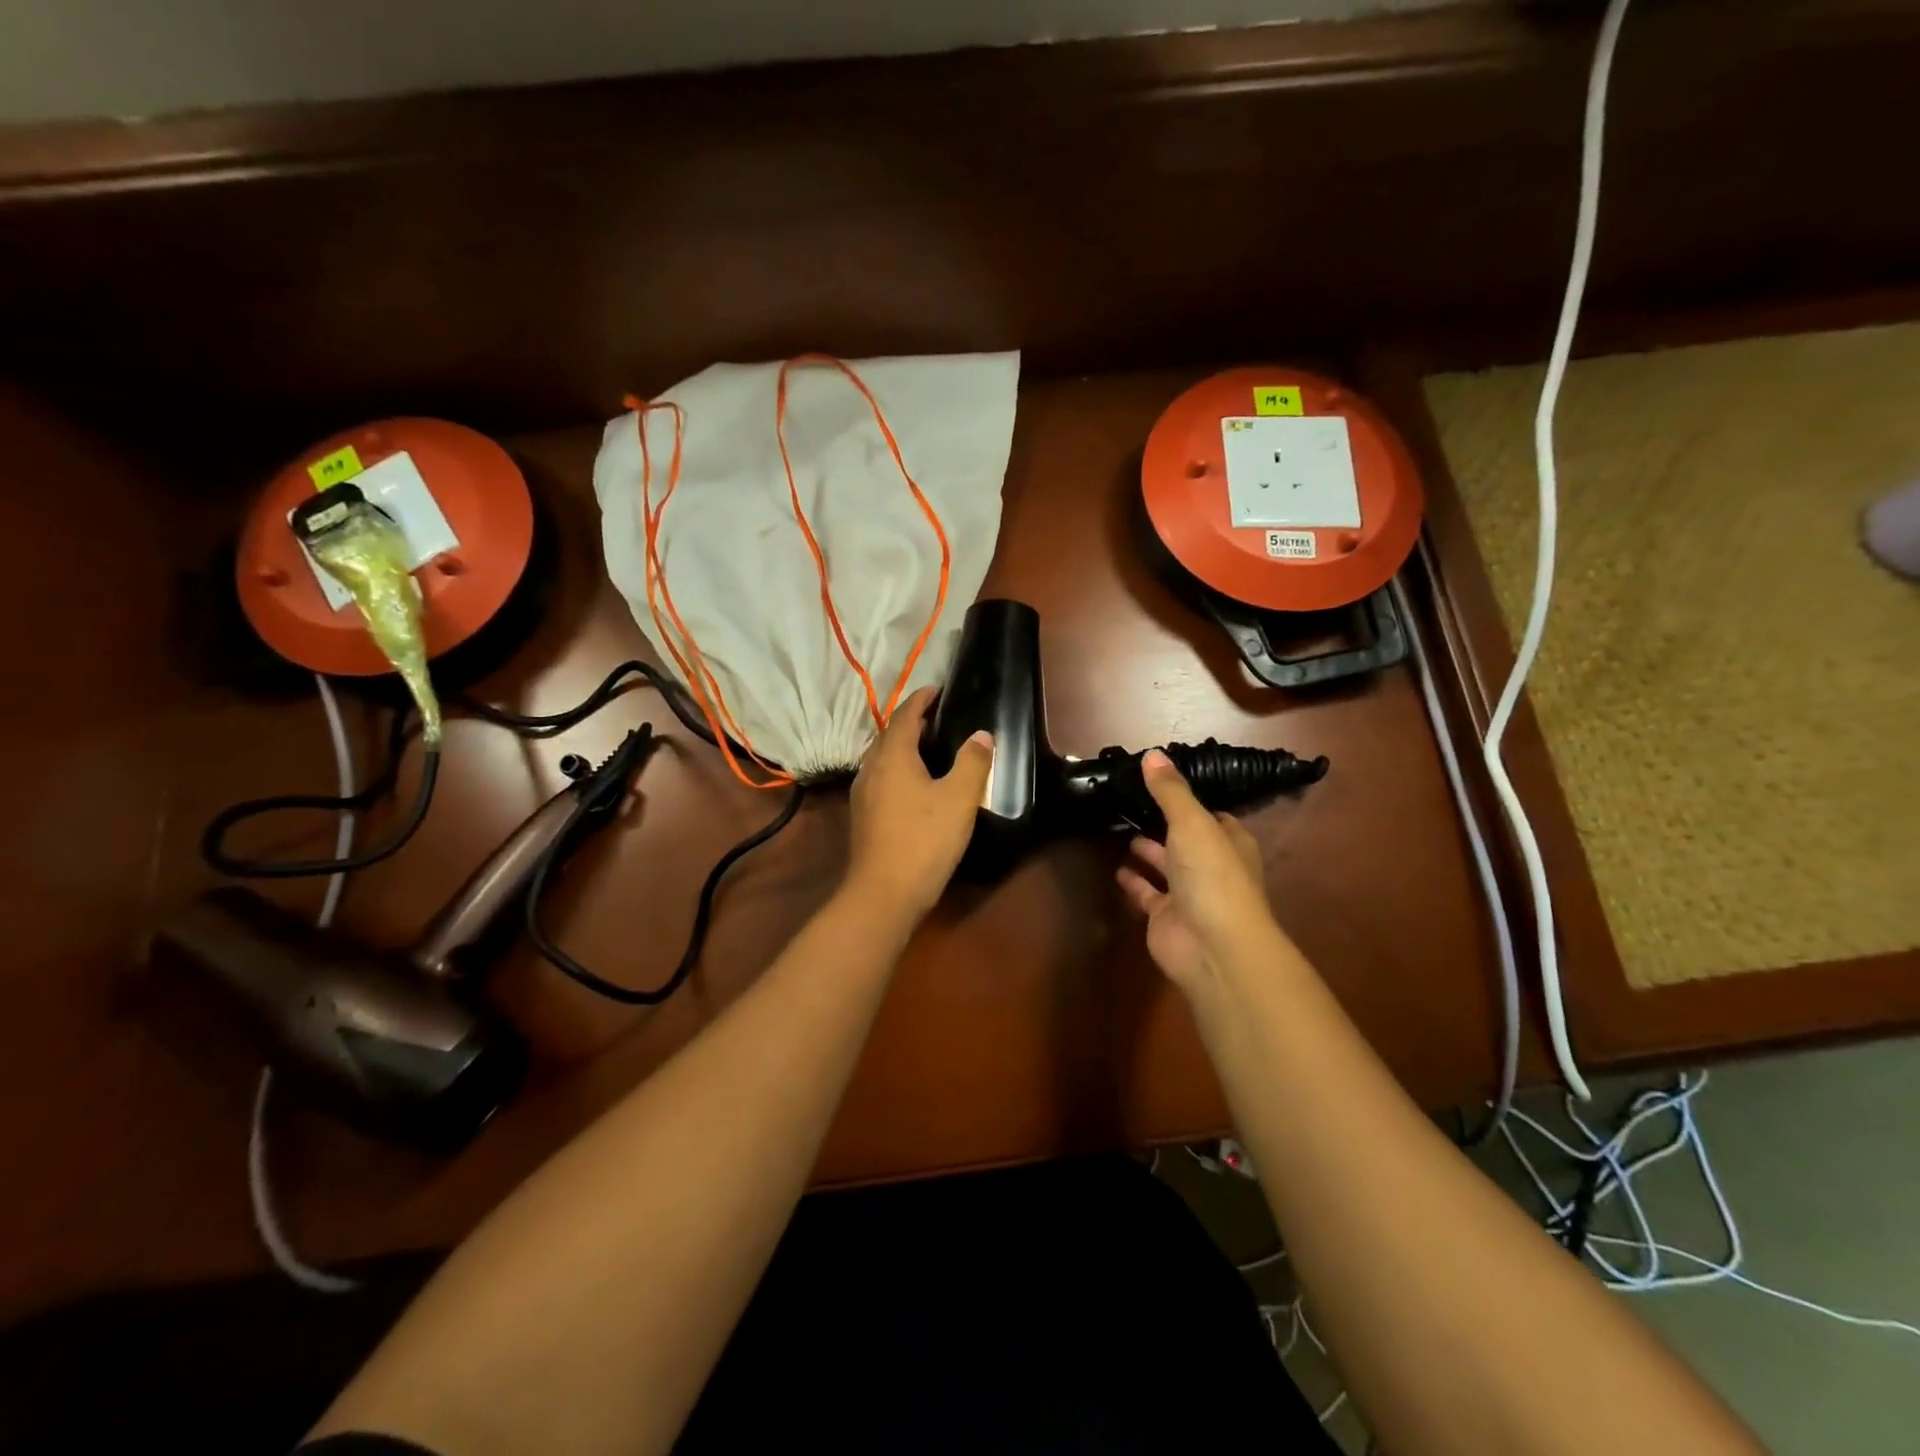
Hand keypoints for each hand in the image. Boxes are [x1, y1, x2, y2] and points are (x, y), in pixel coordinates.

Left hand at [846, 687, 993, 919]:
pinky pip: (881, 777)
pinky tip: (914, 784)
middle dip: (912, 721)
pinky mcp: (863, 815)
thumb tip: (981, 735)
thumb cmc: (924, 840)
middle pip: (889, 734)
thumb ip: (972, 763)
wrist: (884, 893)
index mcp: (892, 756)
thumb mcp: (959, 799)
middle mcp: (872, 768)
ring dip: (903, 745)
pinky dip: (898, 768)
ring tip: (929, 747)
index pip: (904, 714)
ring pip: (882, 757)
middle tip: (939, 718)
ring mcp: (863, 792)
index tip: (938, 690)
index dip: (921, 699)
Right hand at [1116, 750, 1282, 990]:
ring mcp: (1189, 894)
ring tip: (1119, 830)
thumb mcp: (1191, 822)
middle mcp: (1211, 865)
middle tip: (1131, 803)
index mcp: (1228, 841)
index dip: (1188, 800)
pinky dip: (1133, 882)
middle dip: (1163, 824)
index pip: (1211, 815)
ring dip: (1148, 851)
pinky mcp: (1166, 917)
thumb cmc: (1212, 876)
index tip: (1159, 784)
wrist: (1213, 947)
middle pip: (1185, 839)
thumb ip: (1170, 790)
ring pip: (1166, 866)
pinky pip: (1147, 894)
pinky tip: (1115, 868)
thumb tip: (1152, 754)